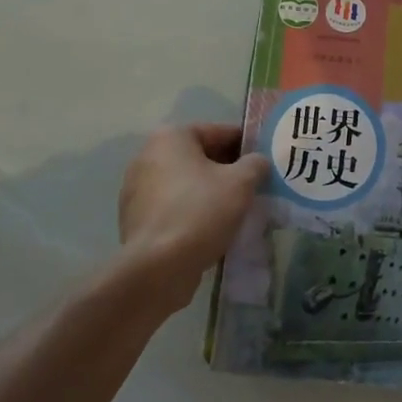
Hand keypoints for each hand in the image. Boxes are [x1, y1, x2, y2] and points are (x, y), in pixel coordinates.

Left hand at [118, 124, 267, 314]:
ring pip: (187, 184)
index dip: (247, 145)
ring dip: (211, 193)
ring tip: (238, 211)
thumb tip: (258, 161)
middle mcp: (148, 155)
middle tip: (255, 187)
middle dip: (228, 171)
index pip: (218, 132)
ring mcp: (137, 189)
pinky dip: (193, 212)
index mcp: (171, 137)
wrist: (157, 269)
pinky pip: (174, 207)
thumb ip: (255, 164)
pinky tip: (214, 229)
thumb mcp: (240, 183)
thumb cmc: (200, 212)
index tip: (266, 161)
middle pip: (200, 157)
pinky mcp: (136, 219)